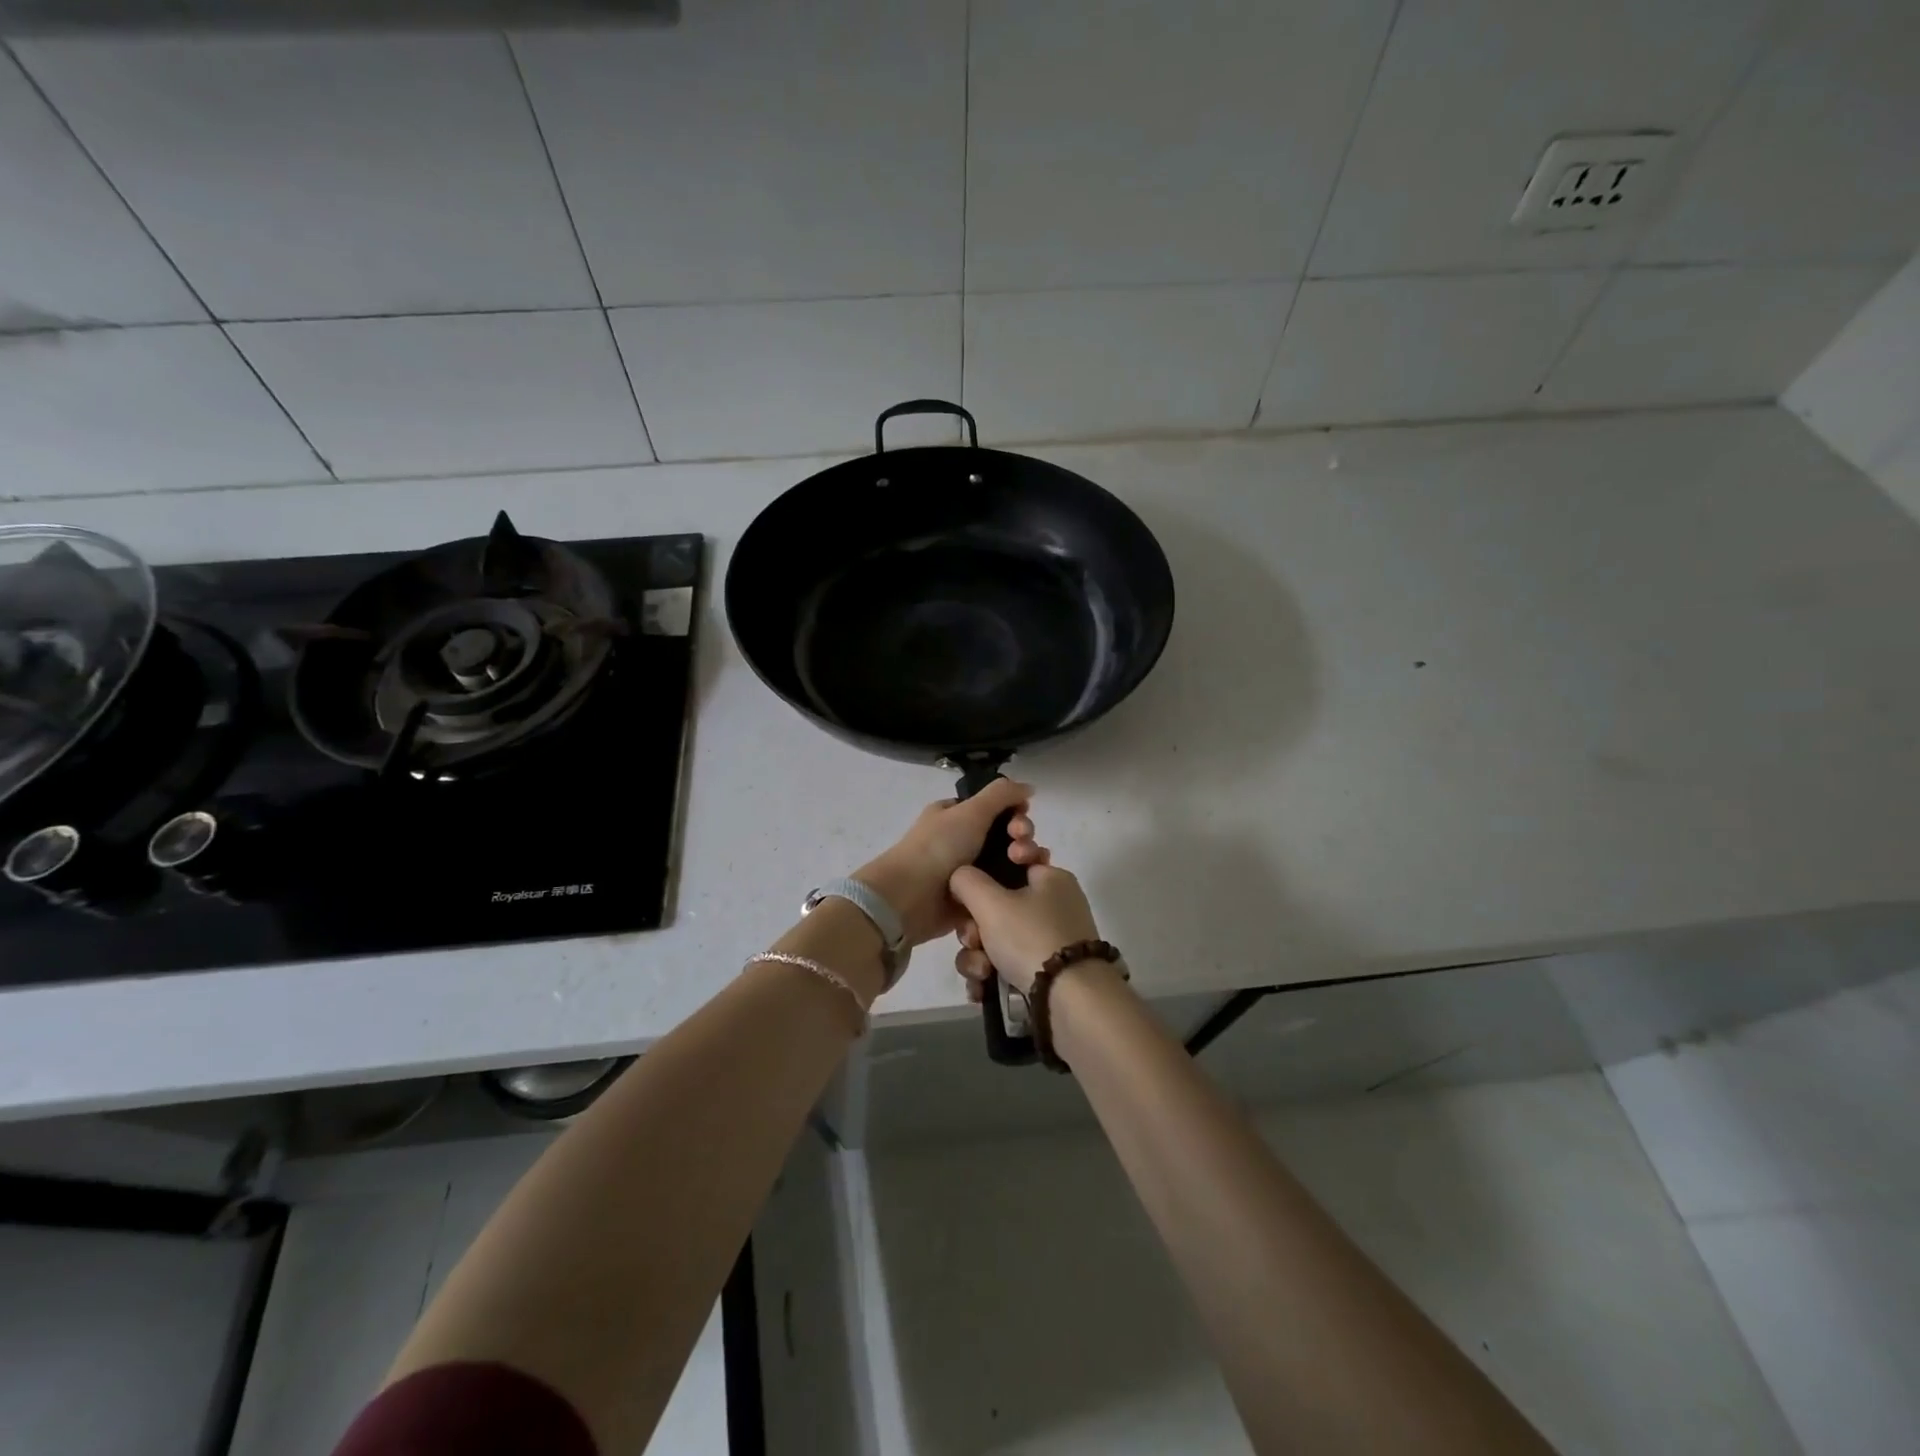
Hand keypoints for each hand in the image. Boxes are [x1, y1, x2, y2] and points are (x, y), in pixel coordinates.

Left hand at [855, 780, 1045, 949]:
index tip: (1022, 818)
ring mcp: (969, 871)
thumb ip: (1002, 794)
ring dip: (1025, 861)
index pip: (996, 809)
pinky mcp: (975, 899)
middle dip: (1022, 838)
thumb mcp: (971, 810)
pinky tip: (1029, 889)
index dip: (1015, 812)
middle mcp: (962, 841)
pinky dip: (1017, 888)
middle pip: (1006, 835)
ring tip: (1025, 867)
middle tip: (1021, 847)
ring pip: (1009, 863)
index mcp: (957, 815)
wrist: (911, 898)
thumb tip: (1028, 787)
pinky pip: (1003, 890)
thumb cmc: (939, 848)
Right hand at [949, 838, 1101, 998]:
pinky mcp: (1047, 974)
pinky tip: (982, 989)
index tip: (972, 894)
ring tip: (981, 973)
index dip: (985, 875)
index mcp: (1051, 879)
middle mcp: (1054, 906)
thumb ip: (966, 881)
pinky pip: (1008, 966)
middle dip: (974, 929)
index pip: (1011, 862)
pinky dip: (991, 977)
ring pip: (998, 940)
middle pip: (997, 907)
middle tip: (974, 941)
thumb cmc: (1031, 938)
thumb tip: (959, 878)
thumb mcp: (991, 902)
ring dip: (978, 957)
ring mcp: (1051, 942)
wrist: (1071, 1001)